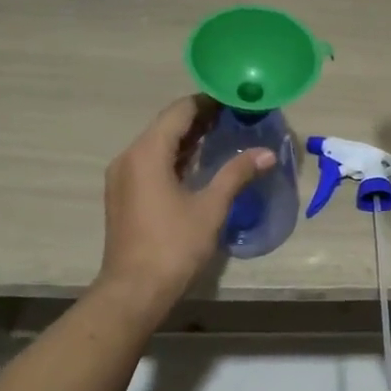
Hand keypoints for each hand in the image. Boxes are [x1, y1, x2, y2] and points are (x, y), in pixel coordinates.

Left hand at [96, 96, 274, 317]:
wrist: (133, 291)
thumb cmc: (173, 245)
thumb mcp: (211, 207)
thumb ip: (236, 174)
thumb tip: (267, 153)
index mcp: (147, 152)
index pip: (180, 111)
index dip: (208, 101)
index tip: (236, 100)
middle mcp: (129, 157)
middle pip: (167, 125)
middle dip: (201, 119)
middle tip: (236, 116)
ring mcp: (123, 177)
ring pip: (158, 144)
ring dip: (188, 138)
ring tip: (224, 135)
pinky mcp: (124, 194)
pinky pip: (151, 162)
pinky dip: (175, 157)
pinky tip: (200, 164)